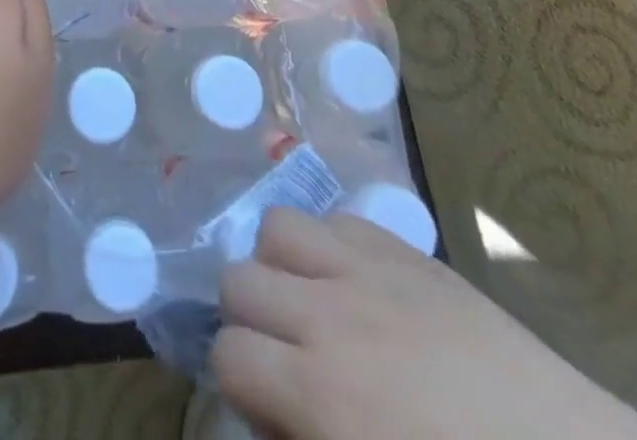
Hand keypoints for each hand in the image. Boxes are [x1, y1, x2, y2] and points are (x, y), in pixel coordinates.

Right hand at [213, 209, 636, 439]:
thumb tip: (270, 418)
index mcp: (320, 393)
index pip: (228, 355)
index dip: (237, 383)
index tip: (267, 408)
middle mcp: (330, 315)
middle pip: (238, 278)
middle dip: (248, 318)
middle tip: (282, 355)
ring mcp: (369, 270)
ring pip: (278, 227)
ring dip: (280, 264)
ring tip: (310, 303)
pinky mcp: (408, 251)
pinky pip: (339, 219)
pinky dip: (330, 246)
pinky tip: (357, 285)